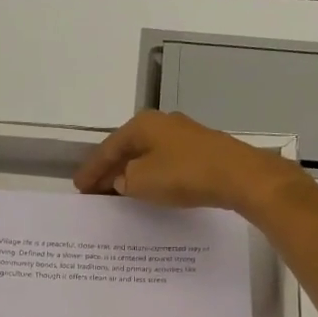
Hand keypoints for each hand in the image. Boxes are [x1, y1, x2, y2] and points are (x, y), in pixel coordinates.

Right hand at [73, 111, 302, 216]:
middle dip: (111, 170)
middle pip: (128, 149)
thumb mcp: (141, 181)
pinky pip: (167, 163)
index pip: (107, 149)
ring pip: (148, 155)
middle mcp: (162, 123)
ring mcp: (185, 135)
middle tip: (95, 191)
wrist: (238, 176)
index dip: (92, 170)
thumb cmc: (183, 174)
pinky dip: (153, 176)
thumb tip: (123, 180)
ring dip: (133, 173)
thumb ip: (124, 180)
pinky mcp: (202, 151)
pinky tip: (150, 189)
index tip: (79, 188)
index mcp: (142, 125)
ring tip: (120, 193)